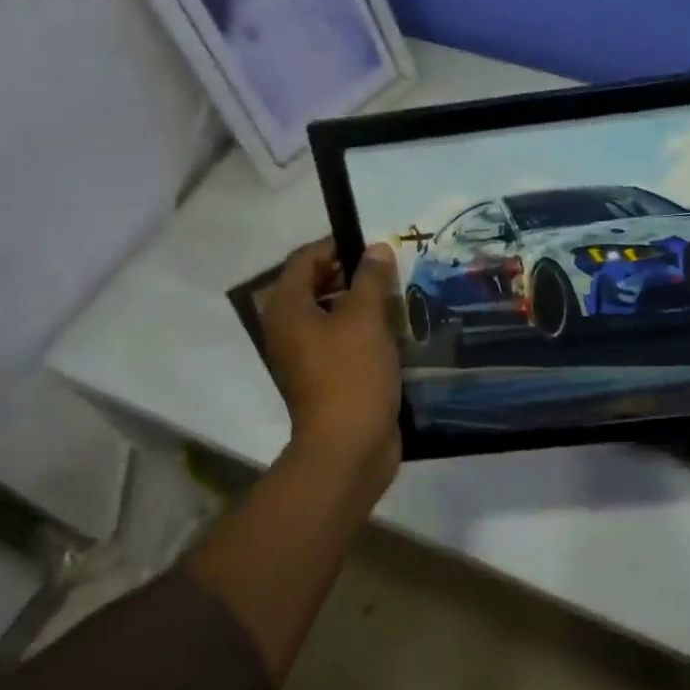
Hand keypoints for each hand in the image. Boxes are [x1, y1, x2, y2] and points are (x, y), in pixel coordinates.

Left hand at [260, 239, 402, 492]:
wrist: (348, 446)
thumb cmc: (351, 374)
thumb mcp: (365, 318)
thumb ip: (371, 278)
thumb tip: (376, 249)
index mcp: (288, 308)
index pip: (306, 259)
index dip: (338, 244)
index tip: (376, 243)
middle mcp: (290, 328)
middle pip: (318, 285)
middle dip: (354, 273)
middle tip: (393, 267)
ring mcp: (307, 355)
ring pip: (334, 313)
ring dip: (364, 301)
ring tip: (401, 294)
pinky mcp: (328, 375)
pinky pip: (345, 339)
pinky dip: (366, 329)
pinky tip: (398, 328)